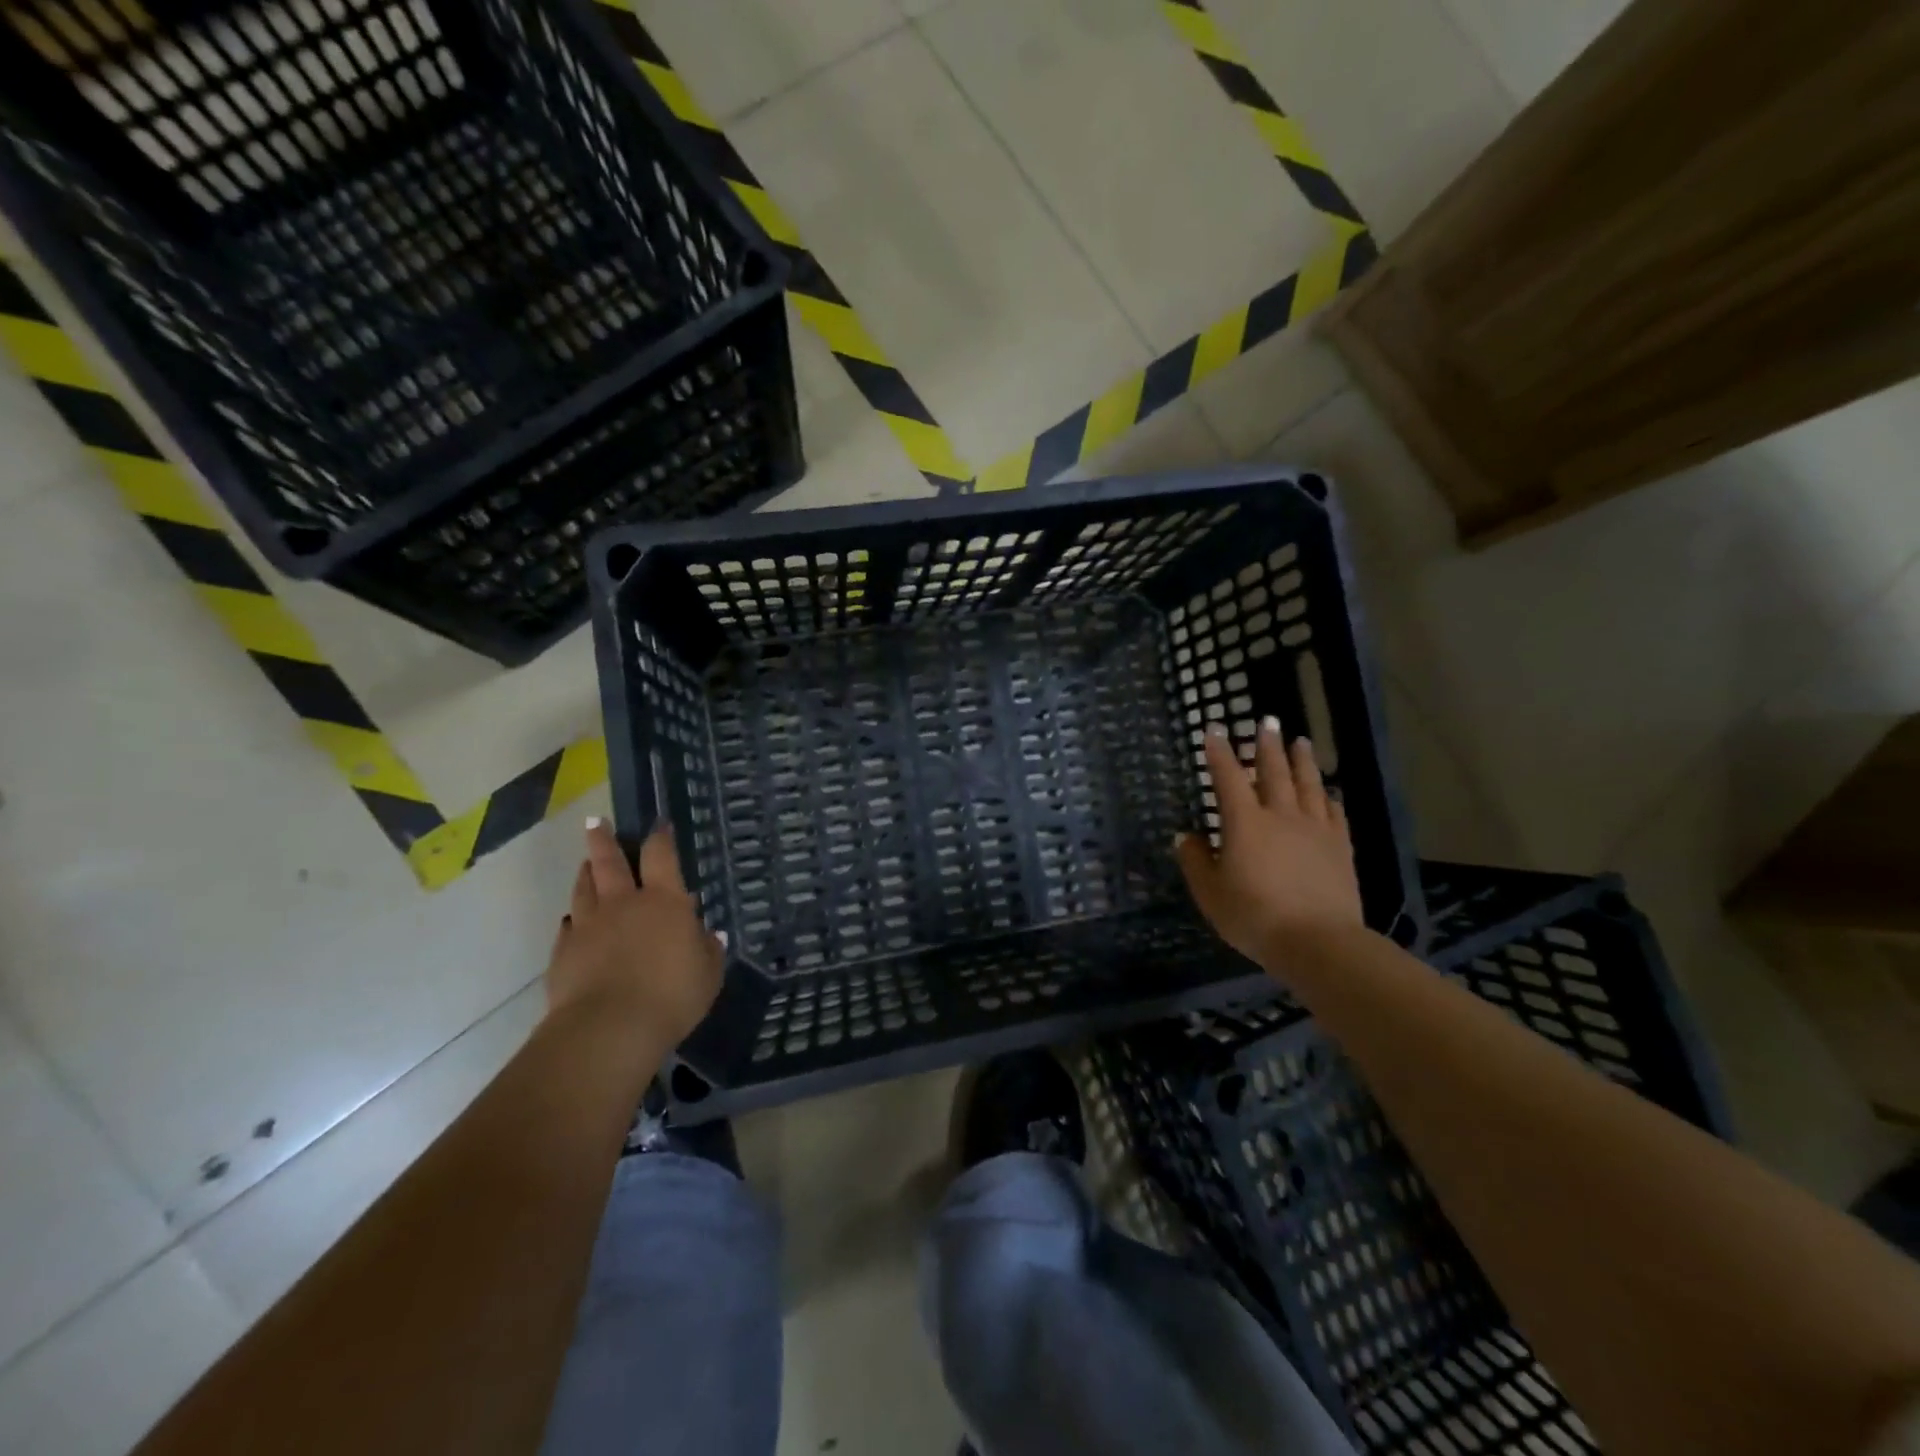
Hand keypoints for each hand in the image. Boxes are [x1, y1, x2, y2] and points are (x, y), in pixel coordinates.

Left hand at [545, 819, 725, 1047]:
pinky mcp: (563, 953)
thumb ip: (708, 951)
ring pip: (584, 889)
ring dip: (586, 873)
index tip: (658, 825)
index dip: (660, 838)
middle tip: (595, 823)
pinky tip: (575, 922)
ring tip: (587, 864)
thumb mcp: (707, 975)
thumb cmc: (671, 997)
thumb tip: (709, 934)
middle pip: (609, 862)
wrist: (608, 1030)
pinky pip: (568, 927)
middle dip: (603, 840)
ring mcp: (588, 926)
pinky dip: (574, 920)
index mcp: (663, 902)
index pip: (660, 856)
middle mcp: (623, 904)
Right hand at [1175, 718, 1364, 972]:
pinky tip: (1328, 792)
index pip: (1228, 777)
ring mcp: (1315, 829)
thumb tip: (1186, 836)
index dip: (1219, 752)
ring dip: (1302, 760)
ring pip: (1308, 784)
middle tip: (1267, 720)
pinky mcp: (1340, 847)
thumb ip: (1195, 861)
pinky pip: (1335, 813)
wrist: (1318, 942)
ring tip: (1300, 741)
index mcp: (1245, 823)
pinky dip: (1329, 797)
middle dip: (1267, 744)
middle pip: (1274, 771)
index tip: (1214, 729)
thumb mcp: (1210, 893)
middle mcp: (1281, 815)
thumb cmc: (1255, 917)